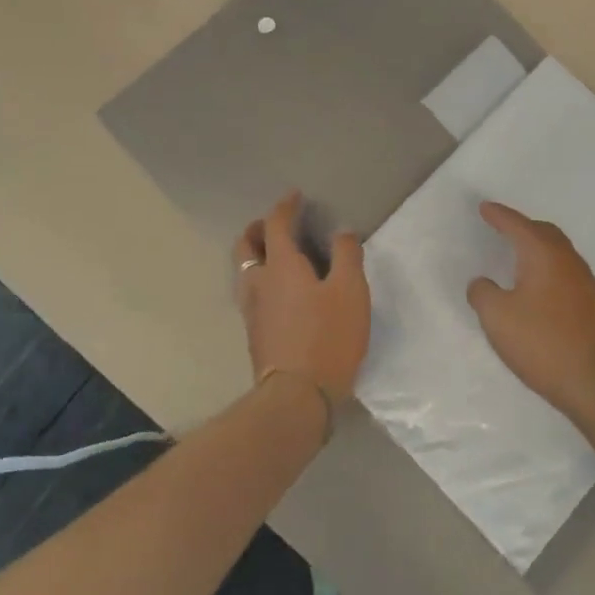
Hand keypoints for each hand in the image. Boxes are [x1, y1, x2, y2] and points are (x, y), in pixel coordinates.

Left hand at [235, 192, 370, 403]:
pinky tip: (279, 293)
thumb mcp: (351, 292)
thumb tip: (342, 233)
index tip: (294, 197)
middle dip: (257, 229)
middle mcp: (259, 283)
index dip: (284, 207)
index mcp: (281, 266)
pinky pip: (250, 294)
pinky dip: (260, 280)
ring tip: (276, 257)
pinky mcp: (254, 334)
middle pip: (245, 246)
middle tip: (273, 225)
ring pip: (244, 271)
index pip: (275, 225)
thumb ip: (347, 256)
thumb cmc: (327, 337)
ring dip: (255, 255)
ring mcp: (251, 311)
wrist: (296, 398)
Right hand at [466, 202, 594, 420]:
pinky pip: (568, 273)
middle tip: (504, 228)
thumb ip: (482, 293)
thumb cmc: (541, 343)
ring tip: (522, 258)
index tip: (485, 207)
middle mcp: (568, 260)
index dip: (499, 215)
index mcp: (543, 255)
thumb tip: (482, 283)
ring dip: (540, 248)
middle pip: (544, 232)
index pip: (517, 225)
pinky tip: (543, 289)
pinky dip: (551, 270)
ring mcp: (587, 282)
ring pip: (560, 252)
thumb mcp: (496, 318)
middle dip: (523, 227)